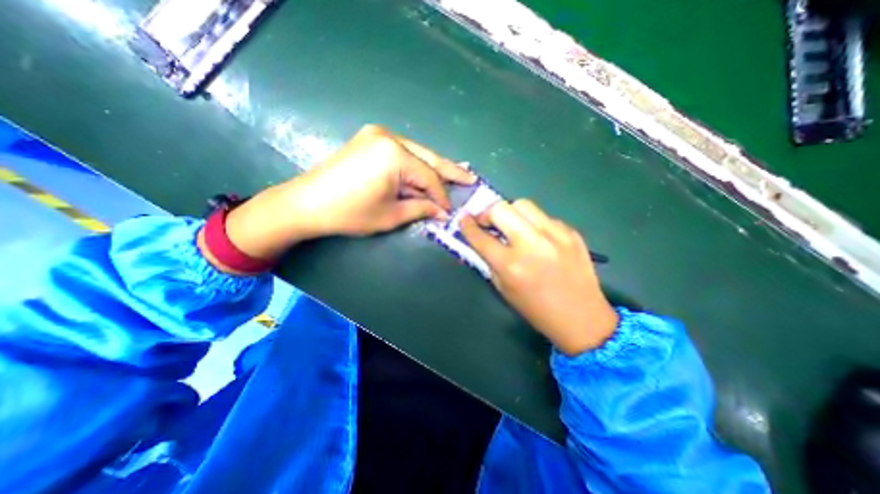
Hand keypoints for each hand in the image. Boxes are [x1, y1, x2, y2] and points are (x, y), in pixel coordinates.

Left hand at [216, 123, 474, 261]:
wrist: (307, 203)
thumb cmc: (350, 213)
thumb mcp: (391, 215)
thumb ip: (421, 208)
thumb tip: (443, 212)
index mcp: (394, 154)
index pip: (429, 177)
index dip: (442, 196)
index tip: (450, 211)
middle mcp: (388, 137)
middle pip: (428, 158)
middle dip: (449, 171)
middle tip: (470, 178)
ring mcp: (377, 135)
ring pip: (416, 154)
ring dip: (433, 168)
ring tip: (455, 176)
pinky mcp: (370, 139)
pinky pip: (402, 153)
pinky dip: (415, 165)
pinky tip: (427, 172)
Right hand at [461, 199, 616, 355]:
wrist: (582, 317)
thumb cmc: (536, 309)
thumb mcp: (504, 288)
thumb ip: (489, 261)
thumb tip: (480, 239)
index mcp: (511, 265)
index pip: (480, 237)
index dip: (467, 226)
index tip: (464, 219)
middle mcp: (531, 244)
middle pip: (501, 209)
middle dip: (488, 213)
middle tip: (488, 223)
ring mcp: (555, 235)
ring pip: (523, 205)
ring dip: (511, 213)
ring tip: (511, 226)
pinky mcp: (571, 232)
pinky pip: (544, 217)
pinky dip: (533, 223)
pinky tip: (536, 237)